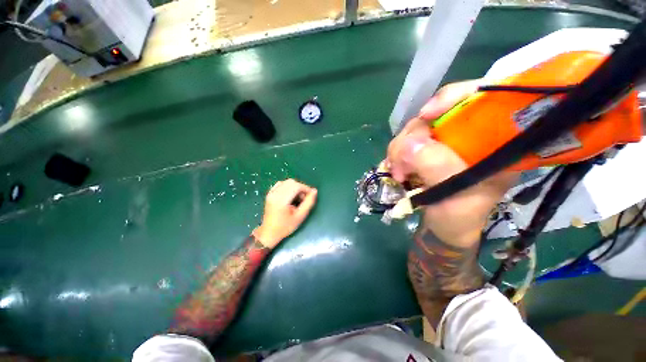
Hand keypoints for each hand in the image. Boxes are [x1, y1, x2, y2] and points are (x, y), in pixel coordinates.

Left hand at [254, 179, 317, 248]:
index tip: (310, 196)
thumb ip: (309, 202)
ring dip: (295, 187)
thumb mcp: (300, 216)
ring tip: (297, 198)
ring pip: (287, 182)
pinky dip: (288, 187)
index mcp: (281, 200)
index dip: (306, 188)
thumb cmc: (285, 227)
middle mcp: (274, 194)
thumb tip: (314, 190)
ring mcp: (271, 193)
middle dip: (301, 188)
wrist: (269, 232)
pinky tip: (290, 196)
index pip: (296, 186)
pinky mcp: (269, 193)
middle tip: (303, 199)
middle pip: (291, 182)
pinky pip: (281, 184)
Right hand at [387, 80, 517, 246]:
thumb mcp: (456, 196)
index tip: (425, 114)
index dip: (451, 98)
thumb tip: (409, 142)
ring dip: (400, 149)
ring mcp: (444, 143)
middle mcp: (469, 135)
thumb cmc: (461, 217)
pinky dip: (396, 153)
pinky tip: (395, 168)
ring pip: (415, 129)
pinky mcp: (426, 151)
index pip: (479, 97)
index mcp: (494, 141)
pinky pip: (405, 142)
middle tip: (402, 164)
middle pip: (436, 114)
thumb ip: (435, 166)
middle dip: (412, 136)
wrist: (447, 229)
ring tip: (399, 173)